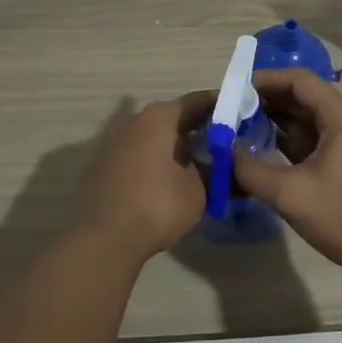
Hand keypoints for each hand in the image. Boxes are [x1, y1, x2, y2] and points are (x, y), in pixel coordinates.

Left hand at [77, 92, 214, 262]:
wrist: (103, 240)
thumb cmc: (157, 205)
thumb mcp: (199, 191)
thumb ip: (216, 172)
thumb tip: (226, 167)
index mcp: (159, 117)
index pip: (197, 102)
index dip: (220, 107)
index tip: (240, 116)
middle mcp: (133, 122)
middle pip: (173, 119)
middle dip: (198, 130)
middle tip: (224, 145)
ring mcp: (113, 145)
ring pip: (153, 139)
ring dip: (174, 149)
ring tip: (199, 167)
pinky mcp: (102, 169)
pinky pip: (137, 157)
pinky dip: (155, 164)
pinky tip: (168, 184)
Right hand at [232, 70, 341, 274]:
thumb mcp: (291, 195)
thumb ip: (251, 170)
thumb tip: (224, 151)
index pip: (299, 80)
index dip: (265, 80)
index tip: (233, 91)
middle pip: (303, 96)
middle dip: (266, 102)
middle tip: (230, 112)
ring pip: (309, 119)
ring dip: (276, 121)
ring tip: (239, 129)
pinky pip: (316, 138)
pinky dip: (290, 140)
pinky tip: (263, 150)